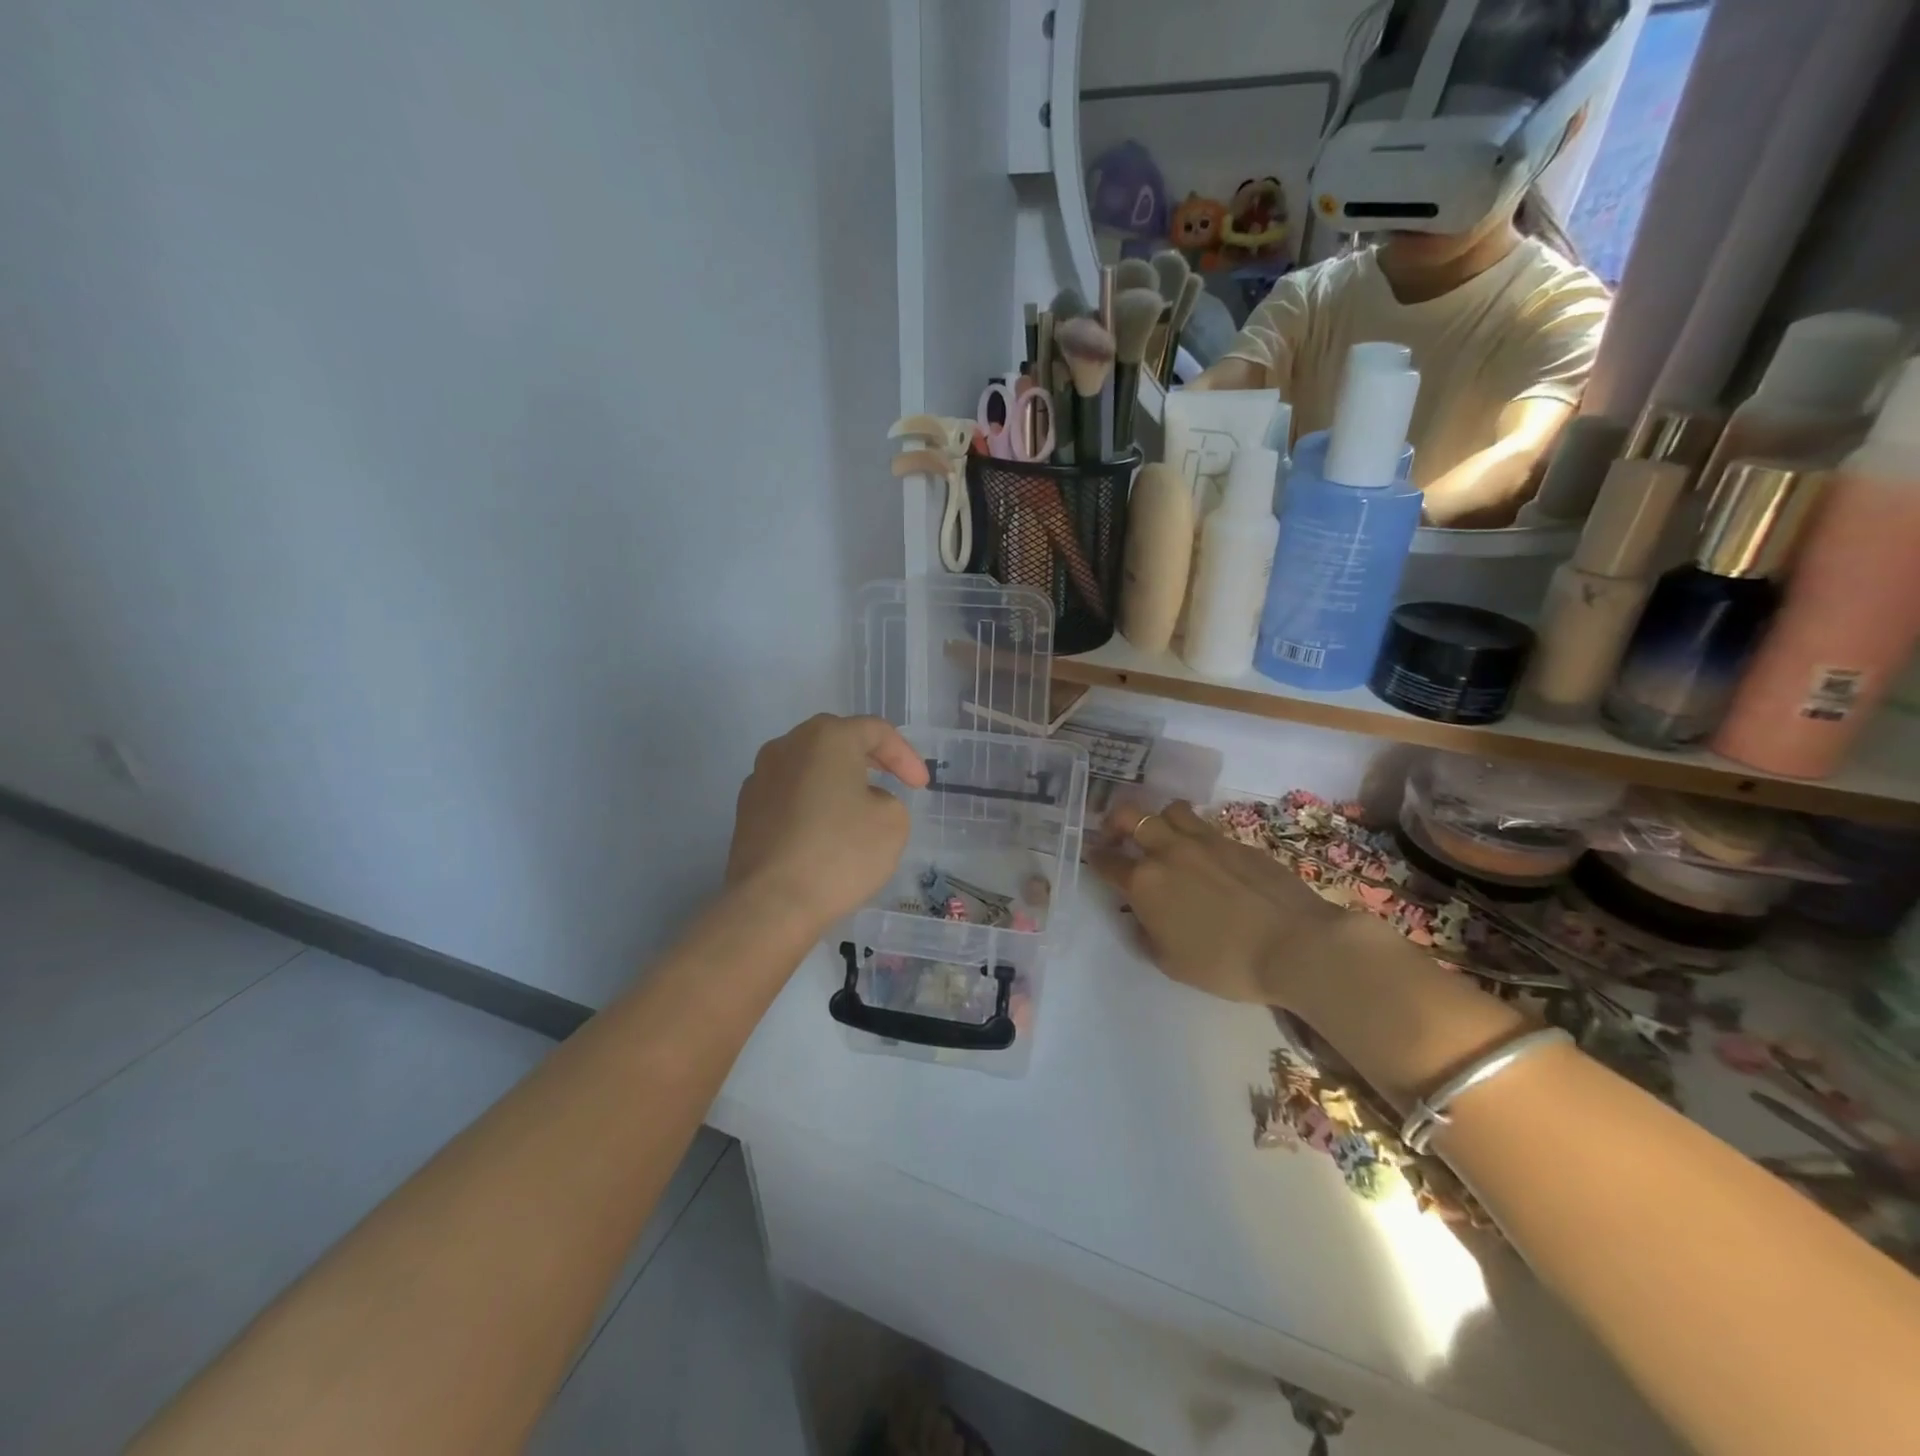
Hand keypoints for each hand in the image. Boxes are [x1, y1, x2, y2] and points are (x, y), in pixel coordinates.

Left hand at [726, 714, 928, 933]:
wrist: (771, 903)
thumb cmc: (840, 854)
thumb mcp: (893, 822)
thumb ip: (888, 798)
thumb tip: (861, 800)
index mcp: (827, 738)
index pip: (876, 731)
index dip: (905, 756)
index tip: (920, 787)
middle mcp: (788, 746)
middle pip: (837, 740)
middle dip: (869, 758)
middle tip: (892, 780)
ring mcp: (760, 776)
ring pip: (809, 766)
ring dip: (836, 779)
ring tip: (857, 806)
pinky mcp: (746, 809)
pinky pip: (789, 793)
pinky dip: (812, 802)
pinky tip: (824, 831)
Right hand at [1090, 800, 1349, 1006]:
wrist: (1296, 945)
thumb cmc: (1226, 964)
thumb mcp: (1172, 963)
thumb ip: (1148, 936)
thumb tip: (1142, 920)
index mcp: (1145, 883)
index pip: (1107, 861)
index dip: (1096, 858)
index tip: (1095, 857)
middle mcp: (1168, 851)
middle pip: (1130, 816)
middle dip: (1115, 821)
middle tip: (1117, 835)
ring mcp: (1205, 841)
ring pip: (1170, 810)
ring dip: (1158, 819)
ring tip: (1163, 837)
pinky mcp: (1237, 841)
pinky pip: (1205, 826)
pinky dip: (1194, 834)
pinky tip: (1204, 856)